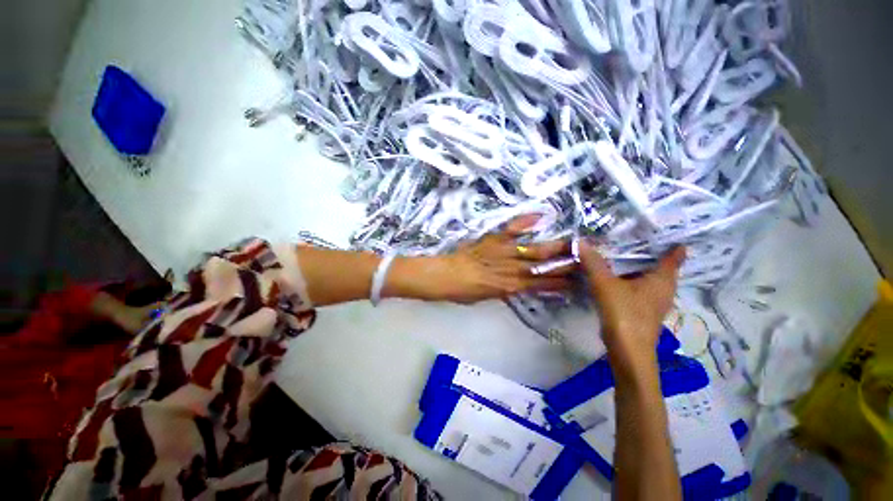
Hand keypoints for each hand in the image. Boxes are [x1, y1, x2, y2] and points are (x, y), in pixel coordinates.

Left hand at [396, 215, 573, 303]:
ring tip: (575, 243)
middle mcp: (510, 270)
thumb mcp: (485, 296)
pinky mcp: (492, 239)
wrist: (442, 276)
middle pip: (542, 268)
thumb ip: (504, 289)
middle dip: (565, 264)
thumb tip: (518, 285)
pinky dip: (525, 221)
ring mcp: (502, 252)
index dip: (560, 284)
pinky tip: (541, 215)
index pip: (541, 286)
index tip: (578, 281)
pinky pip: (511, 229)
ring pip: (533, 251)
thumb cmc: (462, 291)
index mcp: (509, 287)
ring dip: (554, 248)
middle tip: (587, 259)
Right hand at [579, 242, 685, 366]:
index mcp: (662, 279)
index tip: (661, 228)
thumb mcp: (605, 284)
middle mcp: (663, 288)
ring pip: (646, 276)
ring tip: (617, 251)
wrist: (627, 351)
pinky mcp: (642, 309)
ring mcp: (653, 300)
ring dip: (635, 265)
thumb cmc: (624, 313)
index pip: (674, 255)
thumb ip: (593, 263)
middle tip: (629, 233)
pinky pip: (637, 286)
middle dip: (647, 249)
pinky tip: (612, 275)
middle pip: (659, 264)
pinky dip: (628, 278)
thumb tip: (581, 241)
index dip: (670, 241)